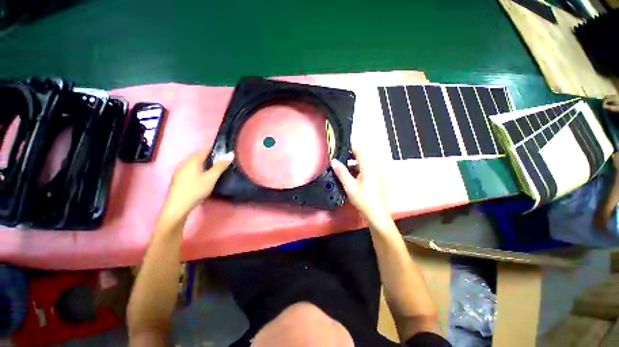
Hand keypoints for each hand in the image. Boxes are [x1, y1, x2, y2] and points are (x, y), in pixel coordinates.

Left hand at [162, 150, 233, 221]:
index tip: (225, 151)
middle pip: (198, 155)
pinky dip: (198, 168)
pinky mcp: (178, 178)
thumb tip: (230, 154)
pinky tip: (203, 175)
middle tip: (222, 160)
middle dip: (210, 155)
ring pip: (194, 162)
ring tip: (214, 167)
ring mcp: (180, 170)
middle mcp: (184, 162)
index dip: (215, 149)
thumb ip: (220, 165)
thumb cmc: (196, 190)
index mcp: (192, 160)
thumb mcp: (211, 178)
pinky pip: (190, 168)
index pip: (205, 149)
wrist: (177, 206)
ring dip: (204, 162)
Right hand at [331, 148, 392, 227]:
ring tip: (344, 168)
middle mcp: (374, 168)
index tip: (343, 147)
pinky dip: (359, 170)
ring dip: (355, 163)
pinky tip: (352, 177)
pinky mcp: (377, 180)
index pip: (360, 151)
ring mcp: (377, 174)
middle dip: (352, 155)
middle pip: (363, 156)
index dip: (351, 147)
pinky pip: (367, 170)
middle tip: (341, 157)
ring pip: (365, 164)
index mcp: (368, 167)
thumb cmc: (363, 199)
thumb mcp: (349, 185)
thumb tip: (334, 161)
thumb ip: (341, 172)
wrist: (376, 213)